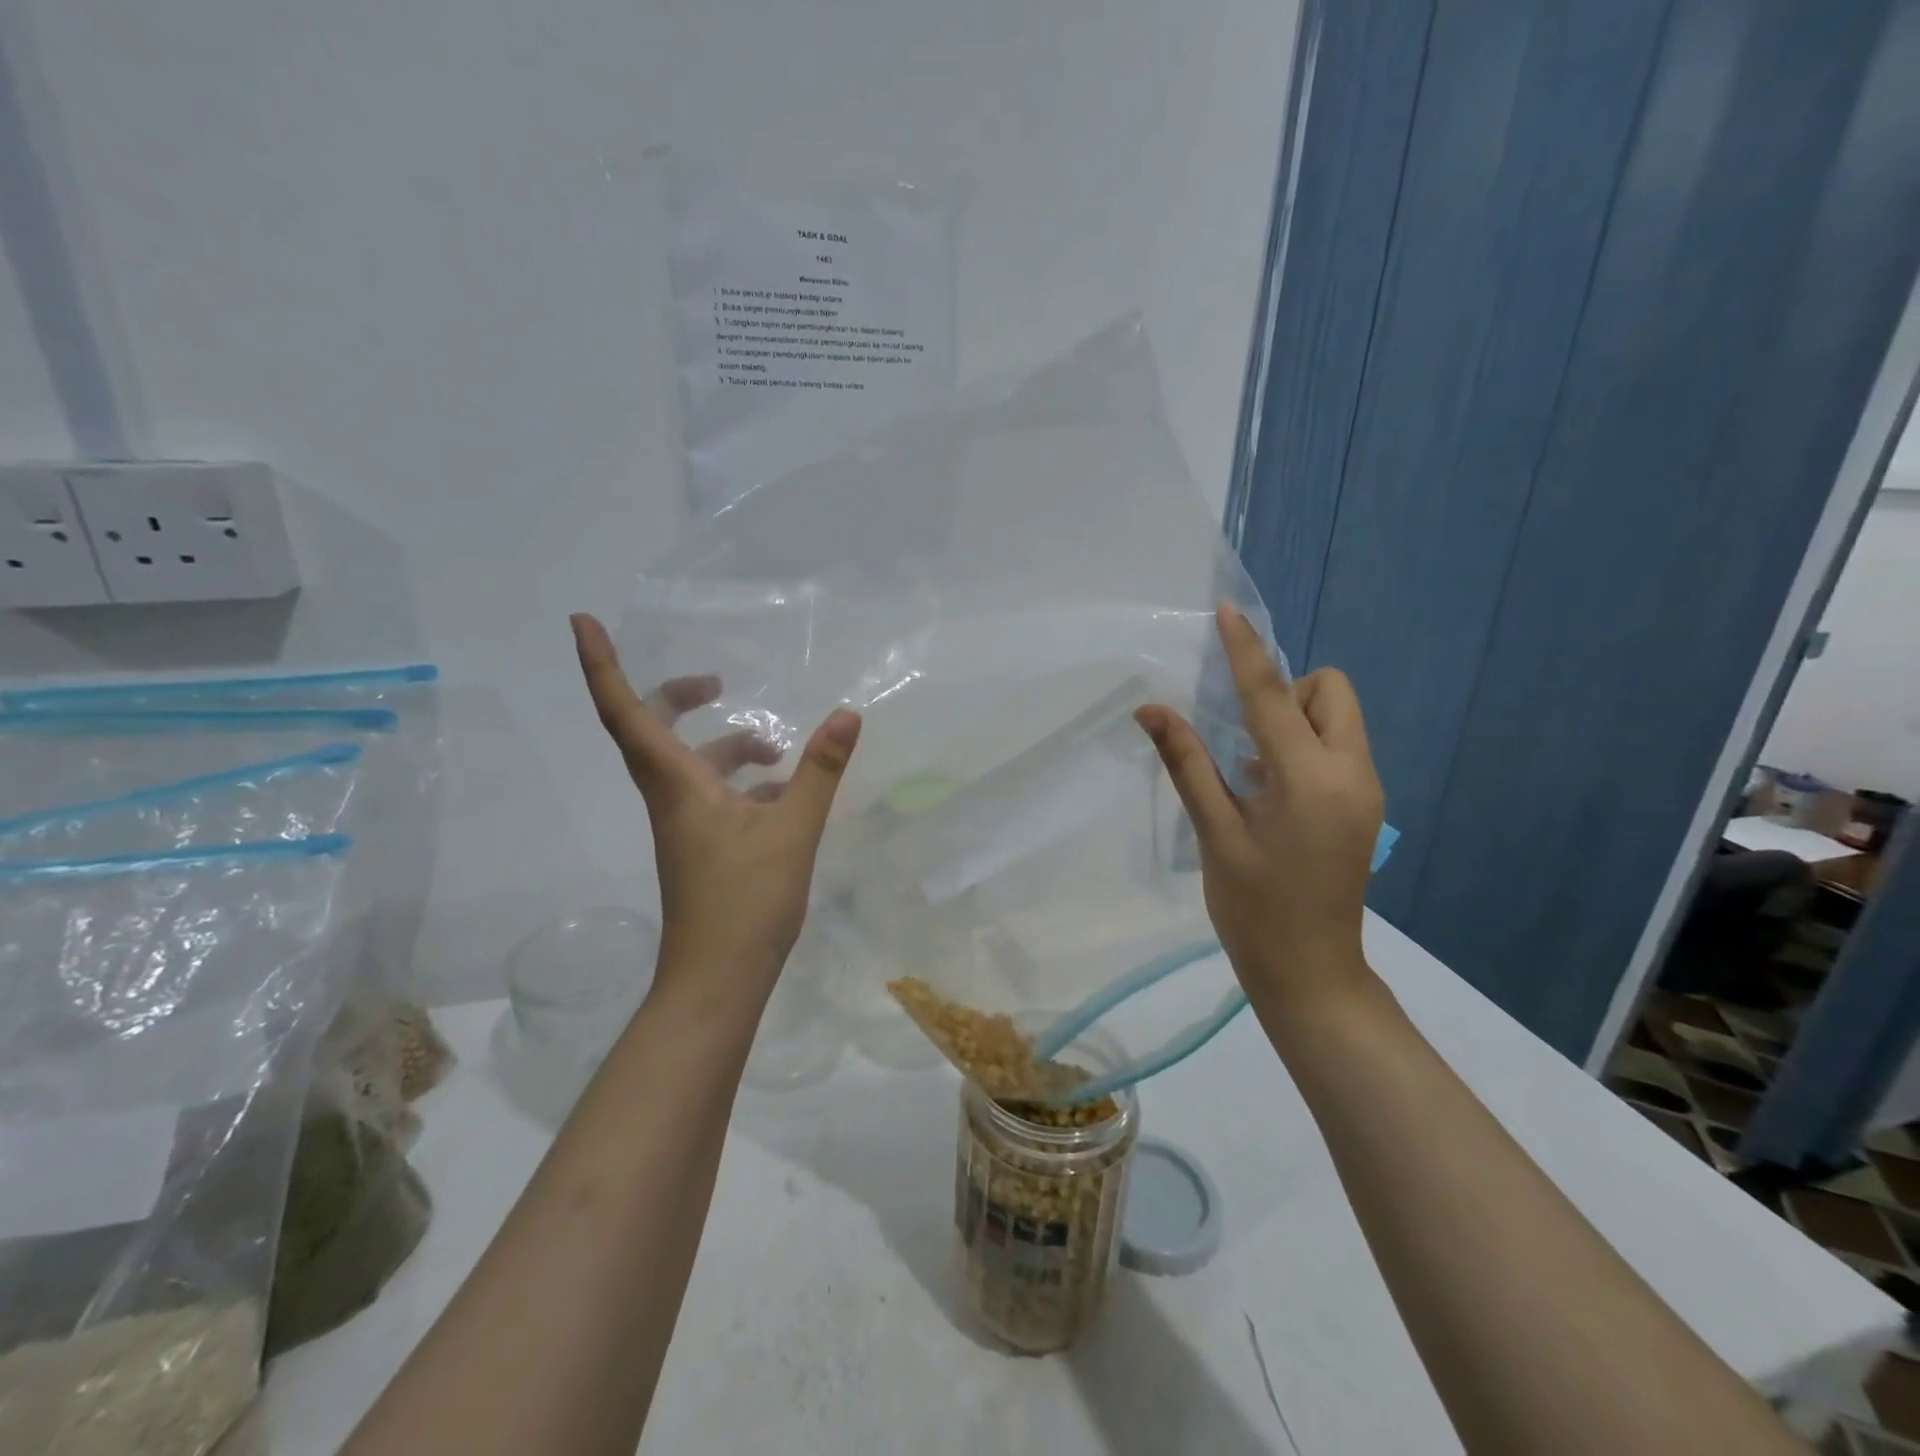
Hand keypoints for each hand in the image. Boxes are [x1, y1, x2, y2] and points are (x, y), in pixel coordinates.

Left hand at [570, 613, 861, 1006]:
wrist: (718, 979)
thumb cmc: (747, 900)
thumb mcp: (794, 829)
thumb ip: (819, 769)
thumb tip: (847, 714)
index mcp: (677, 784)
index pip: (627, 712)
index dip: (602, 665)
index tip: (583, 621)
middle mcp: (670, 798)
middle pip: (652, 732)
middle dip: (679, 698)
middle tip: (718, 684)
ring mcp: (683, 825)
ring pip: (691, 767)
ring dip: (729, 748)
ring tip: (781, 750)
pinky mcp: (699, 846)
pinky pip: (712, 796)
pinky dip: (742, 783)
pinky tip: (784, 794)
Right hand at [1136, 604, 1383, 1015]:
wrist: (1310, 971)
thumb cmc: (1253, 907)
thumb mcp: (1214, 834)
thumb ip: (1187, 764)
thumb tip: (1151, 710)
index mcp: (1309, 779)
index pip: (1272, 697)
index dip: (1246, 651)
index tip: (1228, 612)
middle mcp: (1351, 773)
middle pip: (1330, 691)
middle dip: (1286, 692)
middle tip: (1244, 739)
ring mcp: (1365, 790)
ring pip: (1337, 718)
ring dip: (1294, 721)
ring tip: (1253, 772)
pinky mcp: (1364, 805)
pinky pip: (1338, 747)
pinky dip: (1304, 746)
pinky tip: (1271, 792)